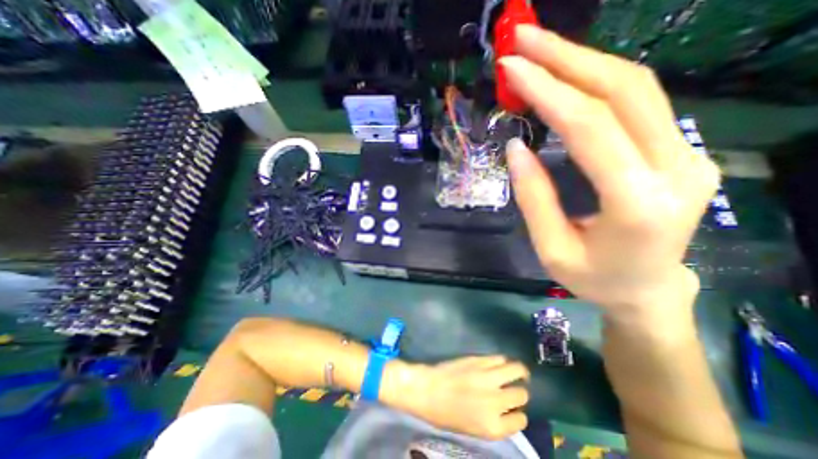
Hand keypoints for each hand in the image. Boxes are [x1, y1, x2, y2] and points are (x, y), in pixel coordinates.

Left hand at [398, 355, 530, 440]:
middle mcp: (495, 401)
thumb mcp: (474, 429)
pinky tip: (501, 364)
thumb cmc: (446, 414)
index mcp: (493, 426)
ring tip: (519, 372)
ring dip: (520, 372)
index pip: (520, 420)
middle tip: (515, 389)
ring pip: (516, 371)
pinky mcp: (479, 360)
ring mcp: (487, 377)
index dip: (519, 414)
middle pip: (521, 395)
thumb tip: (508, 410)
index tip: (514, 410)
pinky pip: (499, 358)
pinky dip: (503, 362)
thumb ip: (495, 421)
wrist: (428, 389)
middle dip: (521, 393)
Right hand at [503, 26, 717, 318]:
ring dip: (582, 60)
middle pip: (623, 90)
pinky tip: (566, 76)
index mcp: (637, 203)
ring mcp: (685, 154)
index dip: (547, 91)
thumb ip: (534, 196)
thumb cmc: (594, 278)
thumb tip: (514, 148)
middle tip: (523, 39)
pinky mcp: (678, 150)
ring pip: (636, 87)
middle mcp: (675, 168)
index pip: (590, 127)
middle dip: (567, 56)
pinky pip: (636, 103)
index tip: (511, 70)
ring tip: (539, 48)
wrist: (648, 290)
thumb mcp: (551, 247)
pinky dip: (595, 81)